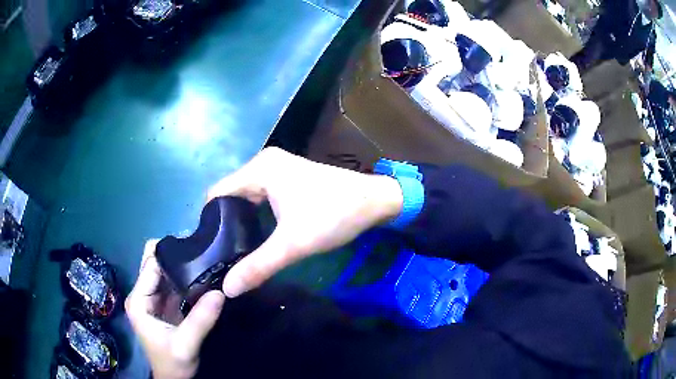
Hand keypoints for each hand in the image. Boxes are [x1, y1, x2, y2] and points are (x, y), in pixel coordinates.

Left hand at [126, 240, 224, 378]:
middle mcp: (141, 295)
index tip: (194, 246)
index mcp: (138, 300)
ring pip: (164, 272)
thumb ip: (200, 320)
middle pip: (154, 264)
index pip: (150, 266)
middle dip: (175, 256)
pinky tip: (201, 277)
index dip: (169, 254)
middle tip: (201, 254)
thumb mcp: (186, 345)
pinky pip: (172, 284)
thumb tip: (220, 292)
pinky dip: (185, 279)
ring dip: (182, 267)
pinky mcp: (163, 304)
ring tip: (204, 262)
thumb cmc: (173, 363)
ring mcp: (152, 299)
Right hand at [207, 147, 402, 297]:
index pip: (217, 193)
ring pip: (245, 196)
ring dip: (238, 220)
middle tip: (220, 255)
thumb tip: (227, 288)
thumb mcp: (293, 244)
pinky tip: (254, 235)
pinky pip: (259, 195)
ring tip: (233, 249)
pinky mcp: (288, 177)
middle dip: (223, 223)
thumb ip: (258, 266)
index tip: (208, 249)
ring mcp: (277, 168)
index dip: (209, 222)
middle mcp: (264, 163)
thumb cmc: (334, 215)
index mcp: (259, 169)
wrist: (376, 201)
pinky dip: (254, 214)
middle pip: (230, 194)